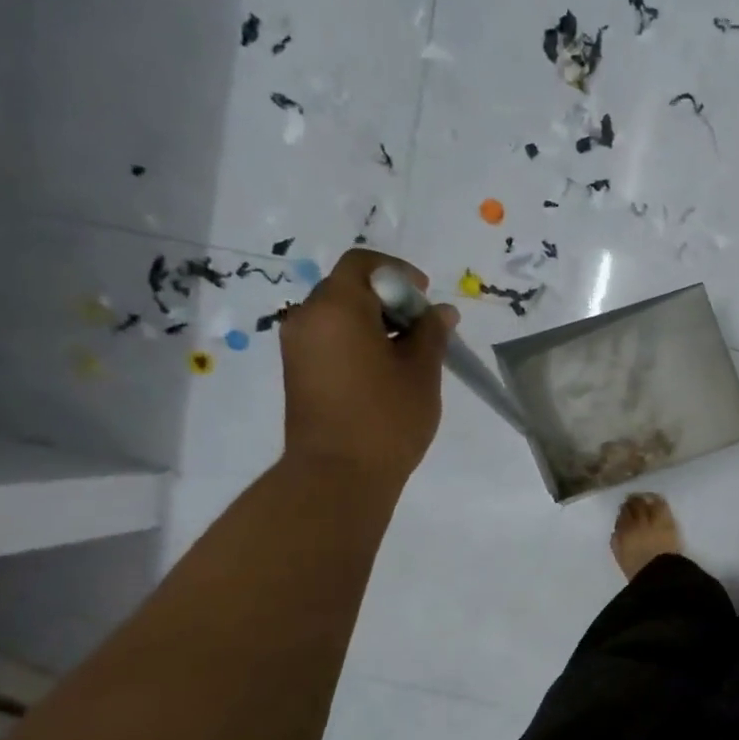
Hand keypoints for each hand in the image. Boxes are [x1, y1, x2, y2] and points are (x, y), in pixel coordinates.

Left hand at [279, 248, 457, 486]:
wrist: (338, 475)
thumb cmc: (386, 419)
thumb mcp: (421, 372)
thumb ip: (431, 333)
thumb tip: (441, 312)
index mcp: (337, 307)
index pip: (363, 264)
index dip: (399, 273)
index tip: (425, 300)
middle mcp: (308, 316)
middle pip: (349, 287)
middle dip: (389, 299)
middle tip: (423, 330)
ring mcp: (297, 345)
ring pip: (339, 314)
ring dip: (374, 322)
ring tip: (408, 355)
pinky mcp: (298, 370)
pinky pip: (330, 338)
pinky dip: (357, 340)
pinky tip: (385, 371)